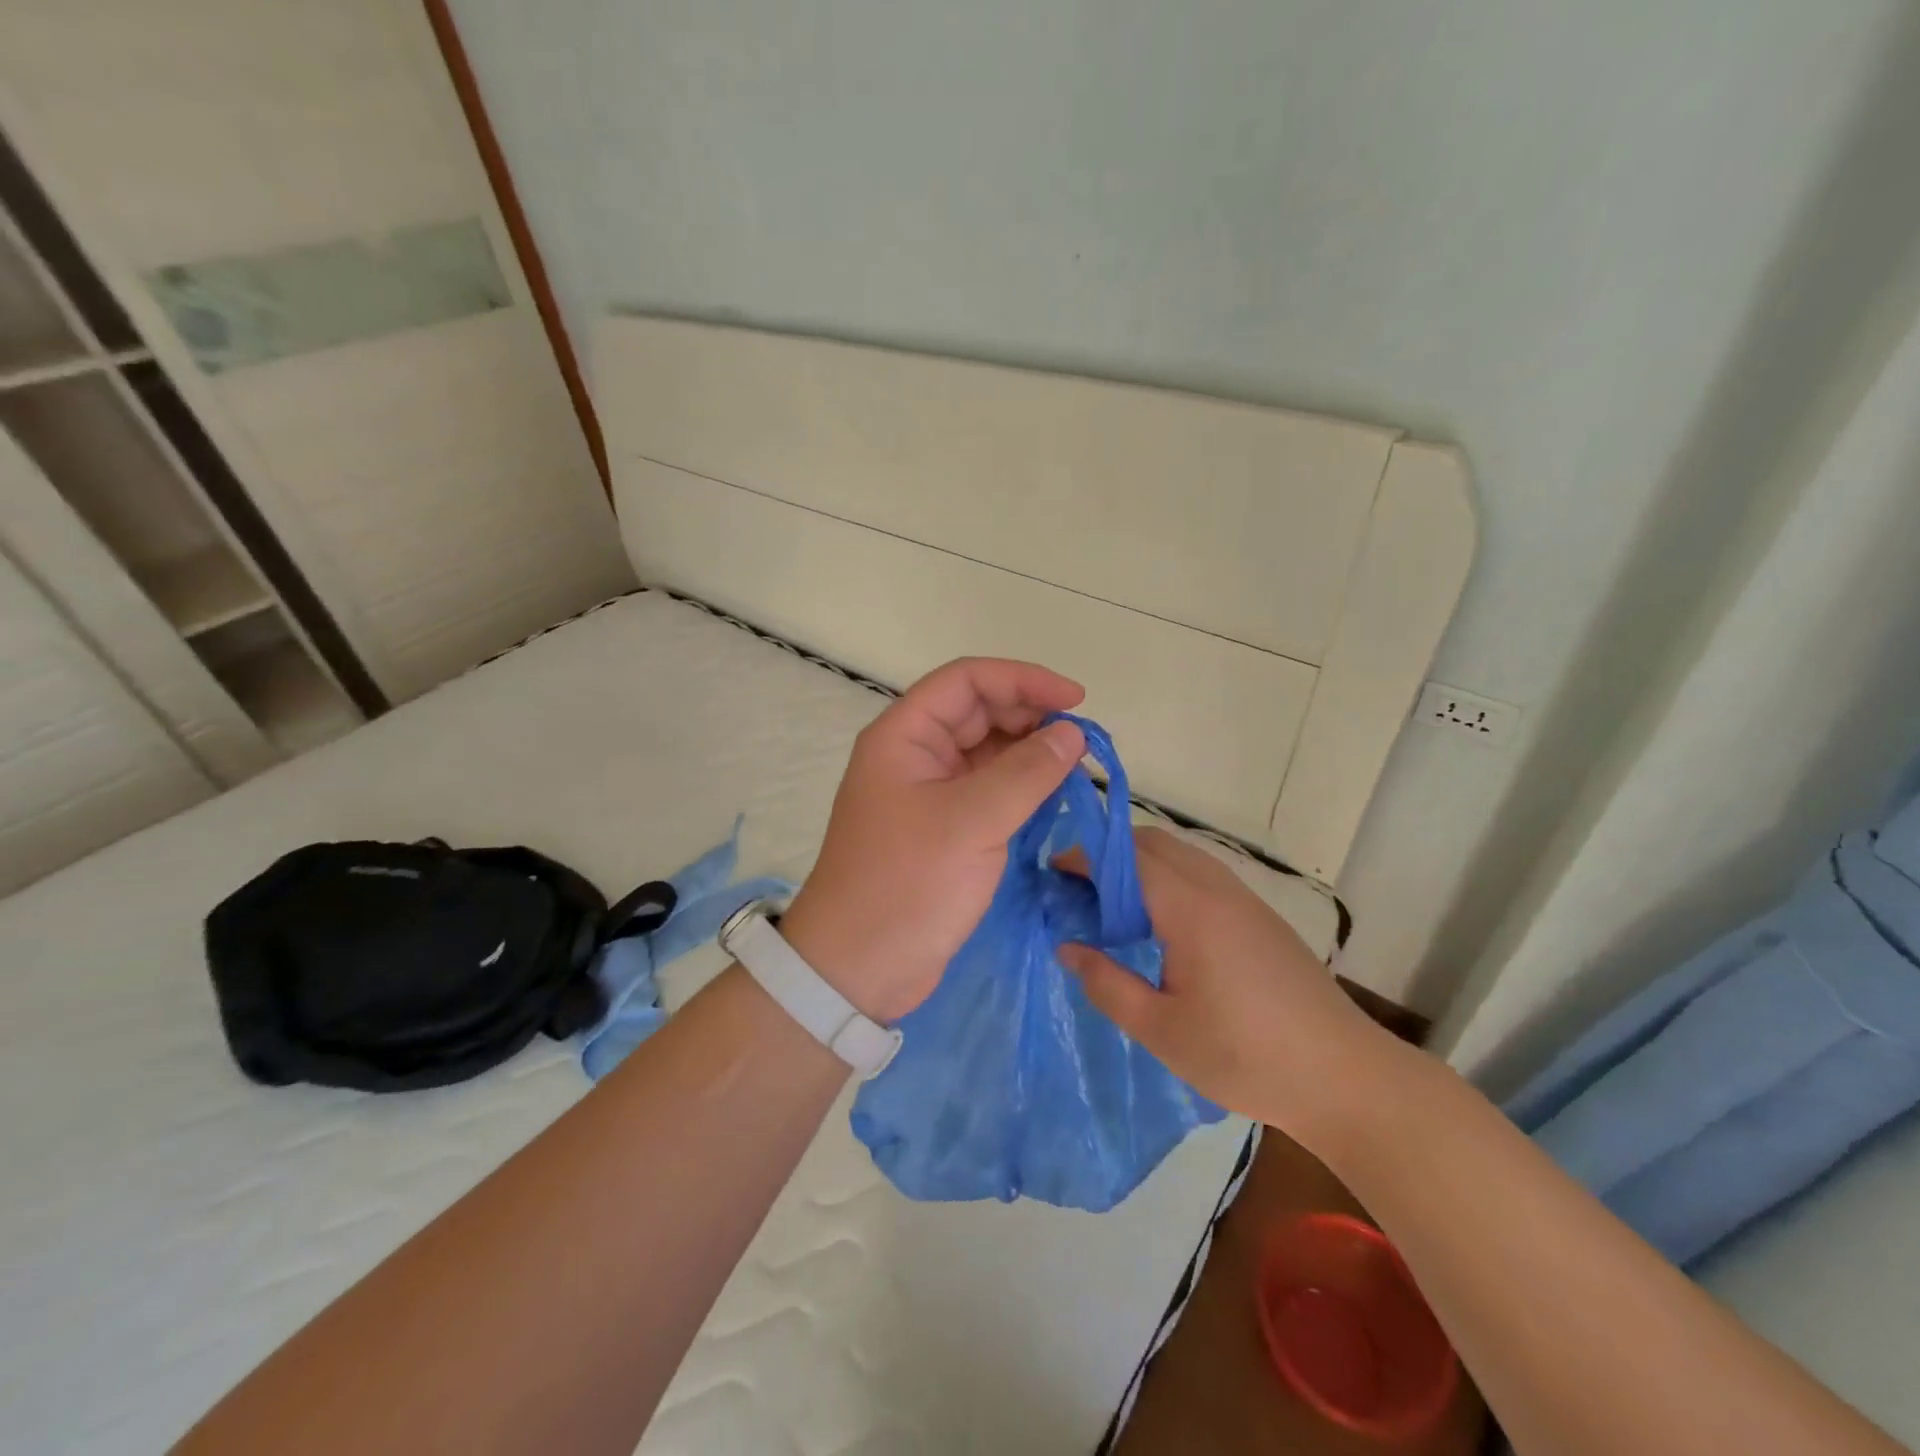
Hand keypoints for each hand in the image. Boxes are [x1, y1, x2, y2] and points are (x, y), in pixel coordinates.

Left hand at [780, 658, 1086, 1023]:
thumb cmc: (907, 884)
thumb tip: (1072, 734)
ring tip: (1076, 768)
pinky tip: (1054, 795)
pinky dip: (1022, 787)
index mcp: (904, 736)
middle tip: (1081, 741)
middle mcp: (915, 755)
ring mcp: (929, 793)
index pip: (966, 680)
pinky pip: (989, 790)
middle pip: (979, 713)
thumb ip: (1027, 773)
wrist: (859, 969)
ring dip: (1030, 753)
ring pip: (987, 752)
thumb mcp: (971, 822)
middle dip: (1030, 716)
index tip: (1075, 701)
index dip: (1022, 679)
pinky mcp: (945, 829)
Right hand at [1057, 828, 1392, 1142]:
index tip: (1053, 872)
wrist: (1344, 1077)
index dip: (1085, 857)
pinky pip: (1203, 874)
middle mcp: (1218, 888)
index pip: (1127, 858)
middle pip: (1154, 843)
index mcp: (1190, 909)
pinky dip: (1169, 877)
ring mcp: (1245, 899)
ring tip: (1112, 905)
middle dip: (1110, 853)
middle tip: (1078, 888)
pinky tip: (1161, 923)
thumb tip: (1067, 948)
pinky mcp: (1262, 916)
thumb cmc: (1245, 1056)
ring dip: (1141, 864)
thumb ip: (1107, 984)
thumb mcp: (1162, 1030)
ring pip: (1182, 855)